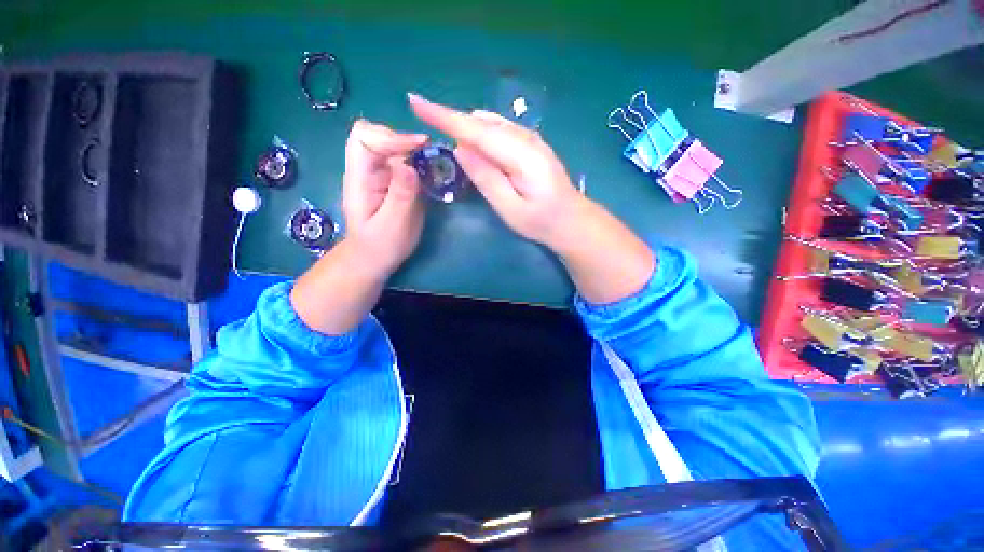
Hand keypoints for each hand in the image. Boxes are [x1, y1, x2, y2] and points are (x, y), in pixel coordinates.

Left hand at [342, 119, 428, 275]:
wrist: (375, 257)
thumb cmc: (380, 245)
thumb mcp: (393, 225)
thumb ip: (401, 197)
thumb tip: (409, 166)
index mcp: (359, 179)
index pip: (364, 139)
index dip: (390, 137)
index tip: (419, 146)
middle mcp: (367, 170)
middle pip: (378, 135)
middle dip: (404, 141)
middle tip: (428, 156)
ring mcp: (380, 174)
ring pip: (394, 147)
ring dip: (415, 151)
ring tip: (433, 166)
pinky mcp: (393, 181)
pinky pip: (405, 162)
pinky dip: (419, 163)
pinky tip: (431, 175)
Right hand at [408, 93, 588, 250]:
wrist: (571, 219)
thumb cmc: (540, 221)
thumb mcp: (509, 208)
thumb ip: (486, 178)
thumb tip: (460, 148)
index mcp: (520, 154)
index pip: (476, 129)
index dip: (444, 116)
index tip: (415, 101)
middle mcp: (524, 138)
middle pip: (481, 122)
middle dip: (450, 119)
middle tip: (423, 116)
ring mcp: (529, 139)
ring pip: (489, 123)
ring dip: (465, 126)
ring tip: (443, 131)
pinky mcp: (530, 144)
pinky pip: (499, 130)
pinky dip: (480, 132)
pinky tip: (472, 141)